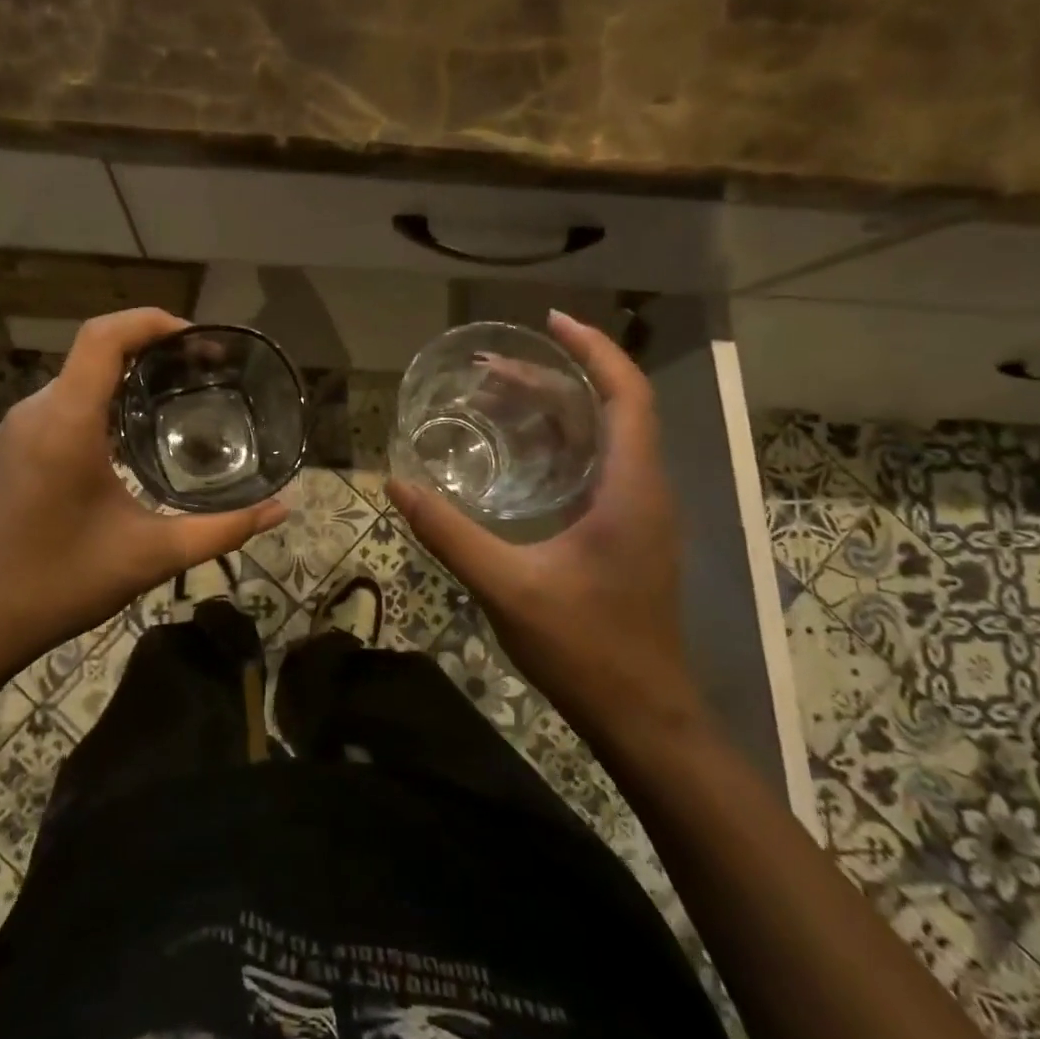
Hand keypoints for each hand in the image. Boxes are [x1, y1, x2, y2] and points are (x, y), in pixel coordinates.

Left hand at [0, 309, 286, 684]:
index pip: (104, 336)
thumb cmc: (59, 583)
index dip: (152, 321)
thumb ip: (222, 529)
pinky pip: (60, 405)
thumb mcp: (151, 556)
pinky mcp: (8, 449)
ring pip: (76, 379)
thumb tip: (282, 509)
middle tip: (202, 374)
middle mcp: (35, 412)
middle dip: (150, 350)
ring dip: (124, 378)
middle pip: (94, 352)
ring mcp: (14, 429)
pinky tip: (128, 438)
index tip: (198, 340)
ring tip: (174, 400)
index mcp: (66, 422)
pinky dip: (99, 402)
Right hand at [387, 311, 704, 752]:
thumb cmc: (586, 648)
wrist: (643, 716)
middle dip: (551, 379)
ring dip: (552, 412)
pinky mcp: (624, 534)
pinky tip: (513, 456)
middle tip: (488, 369)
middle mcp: (642, 489)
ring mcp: (637, 513)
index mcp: (630, 488)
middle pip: (606, 409)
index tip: (548, 322)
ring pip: (600, 439)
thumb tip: (397, 484)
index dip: (593, 349)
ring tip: (492, 398)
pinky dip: (556, 446)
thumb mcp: (507, 587)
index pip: (625, 394)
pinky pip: (593, 468)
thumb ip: (450, 533)